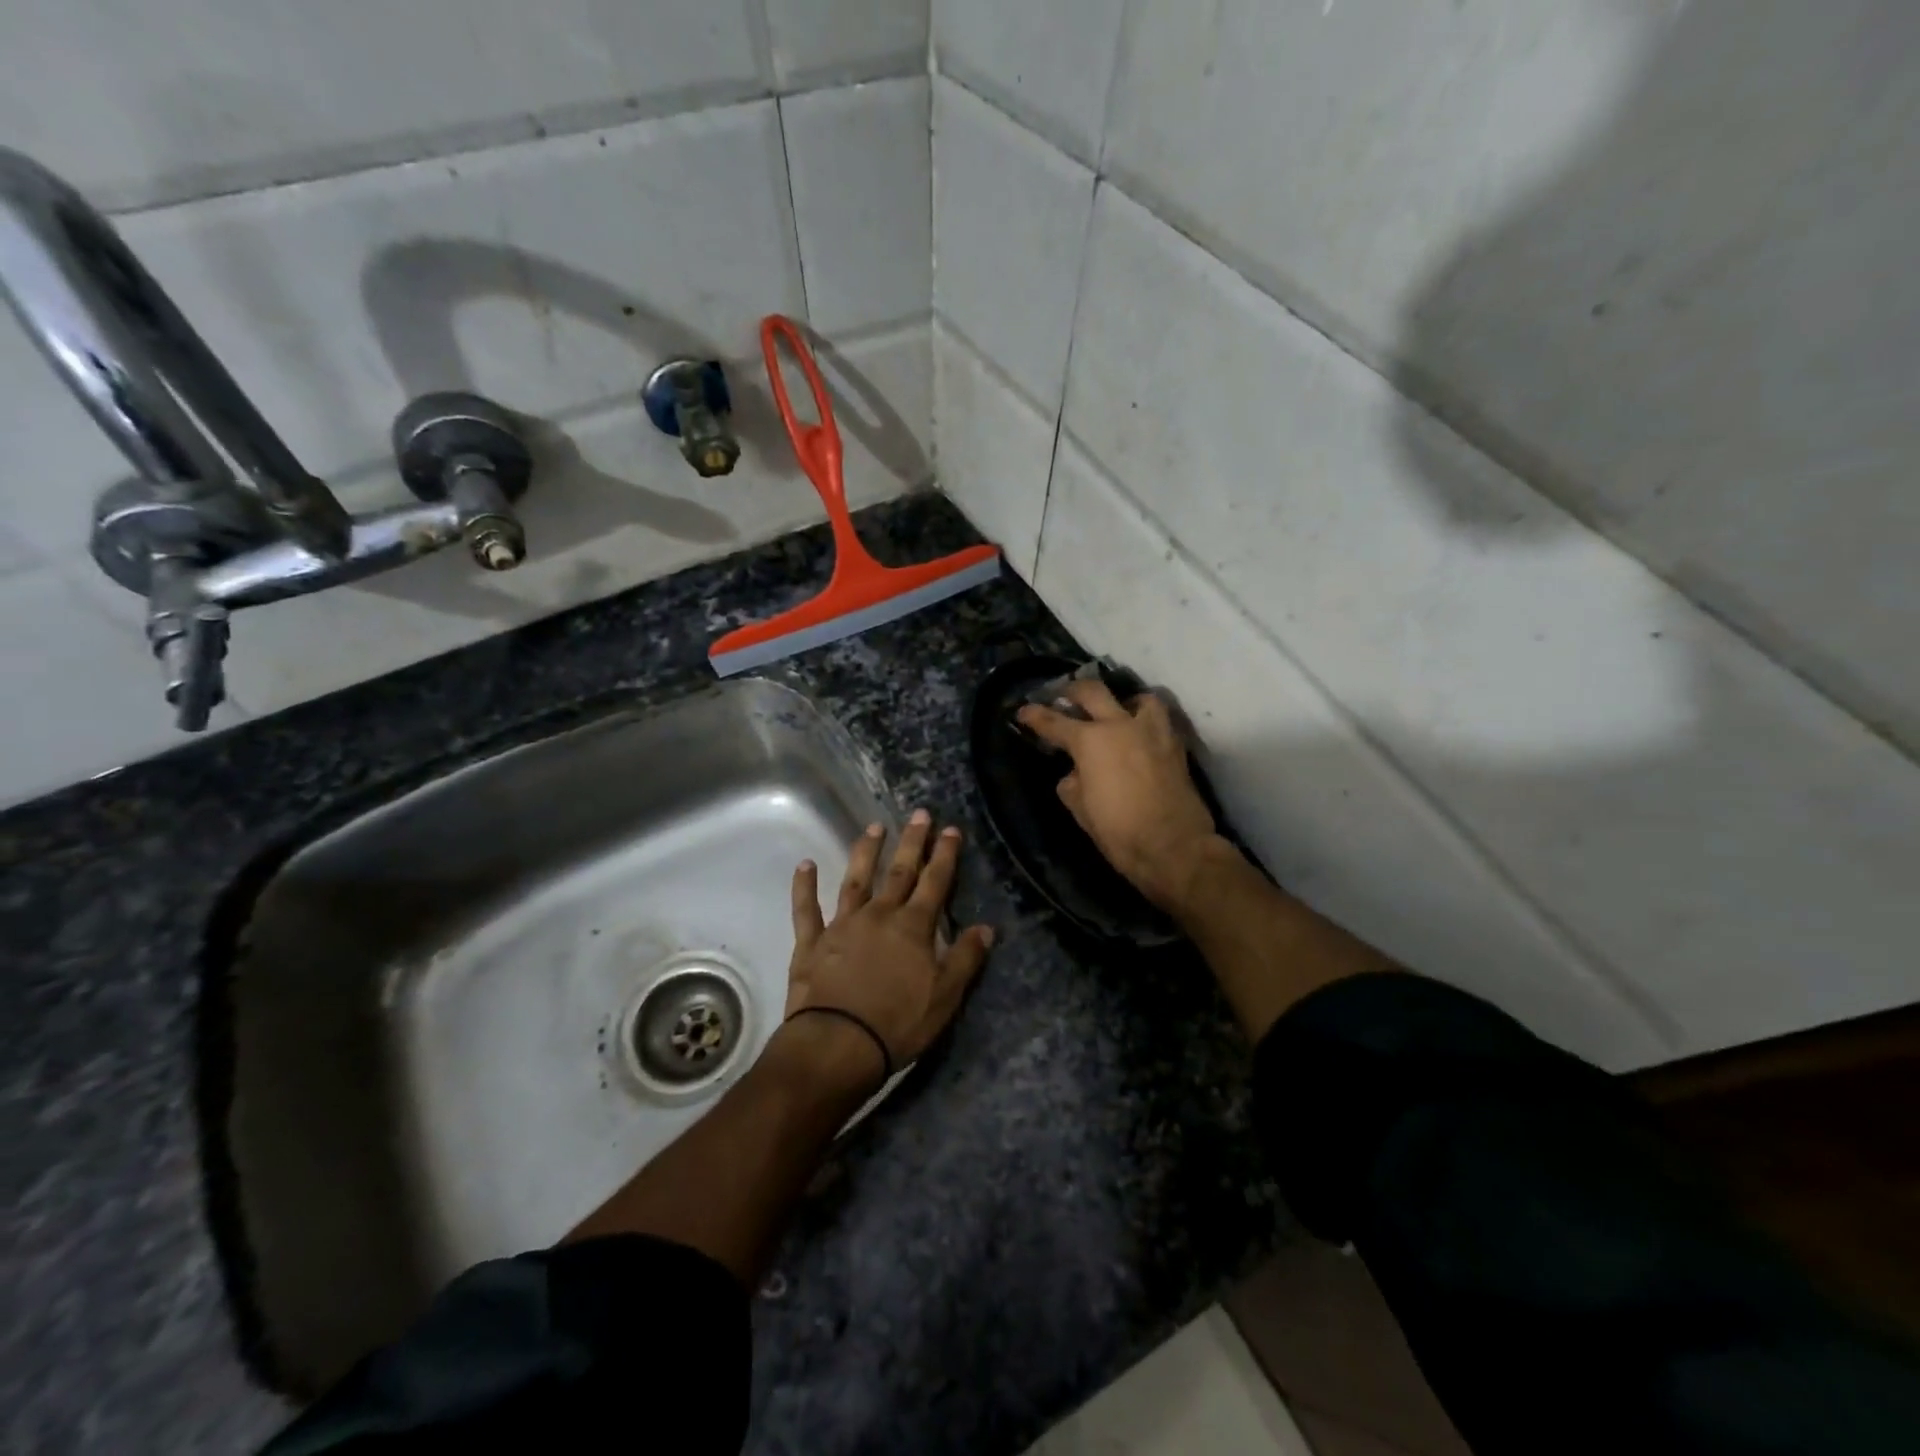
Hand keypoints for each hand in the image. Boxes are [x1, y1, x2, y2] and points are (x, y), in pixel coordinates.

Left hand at [783, 810, 995, 1088]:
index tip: (950, 829)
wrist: (837, 1044)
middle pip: (899, 872)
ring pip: (856, 880)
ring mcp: (842, 925)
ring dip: (866, 852)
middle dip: (912, 842)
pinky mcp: (812, 943)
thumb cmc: (898, 1023)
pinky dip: (804, 886)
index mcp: (913, 927)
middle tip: (919, 814)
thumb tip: (986, 928)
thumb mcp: (945, 996)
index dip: (945, 855)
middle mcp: (879, 915)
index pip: (935, 882)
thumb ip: (965, 958)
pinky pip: (806, 909)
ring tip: (875, 827)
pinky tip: (805, 865)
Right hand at [1018, 680, 1223, 911]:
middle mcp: (1120, 725)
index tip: (1023, 711)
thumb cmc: (1119, 830)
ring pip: (1138, 698)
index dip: (1034, 716)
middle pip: (1092, 692)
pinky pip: (1160, 721)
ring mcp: (1152, 731)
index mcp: (1090, 741)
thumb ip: (1072, 784)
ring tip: (1117, 713)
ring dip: (1122, 702)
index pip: (1054, 721)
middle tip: (1063, 696)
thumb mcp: (1080, 809)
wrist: (1173, 846)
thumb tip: (1075, 774)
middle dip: (1072, 691)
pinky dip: (1146, 722)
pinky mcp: (1175, 746)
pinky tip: (1140, 737)